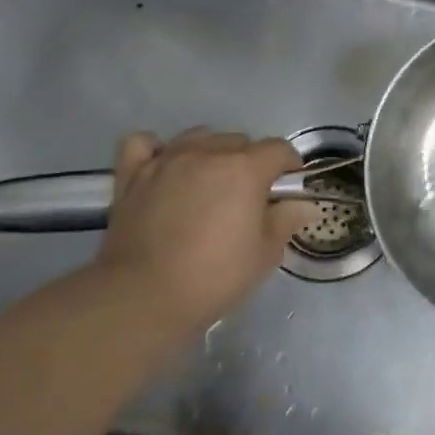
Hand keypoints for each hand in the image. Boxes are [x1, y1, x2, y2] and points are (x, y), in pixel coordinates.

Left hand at [94, 130, 313, 337]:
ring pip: (198, 137)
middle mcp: (207, 153)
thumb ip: (286, 220)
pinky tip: (164, 169)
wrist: (142, 297)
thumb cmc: (213, 276)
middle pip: (239, 141)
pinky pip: (144, 144)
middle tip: (247, 198)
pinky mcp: (133, 174)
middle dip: (250, 163)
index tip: (287, 190)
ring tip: (208, 184)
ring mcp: (167, 160)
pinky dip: (157, 150)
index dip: (289, 167)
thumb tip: (301, 204)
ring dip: (210, 153)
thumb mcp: (265, 255)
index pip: (279, 149)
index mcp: (245, 168)